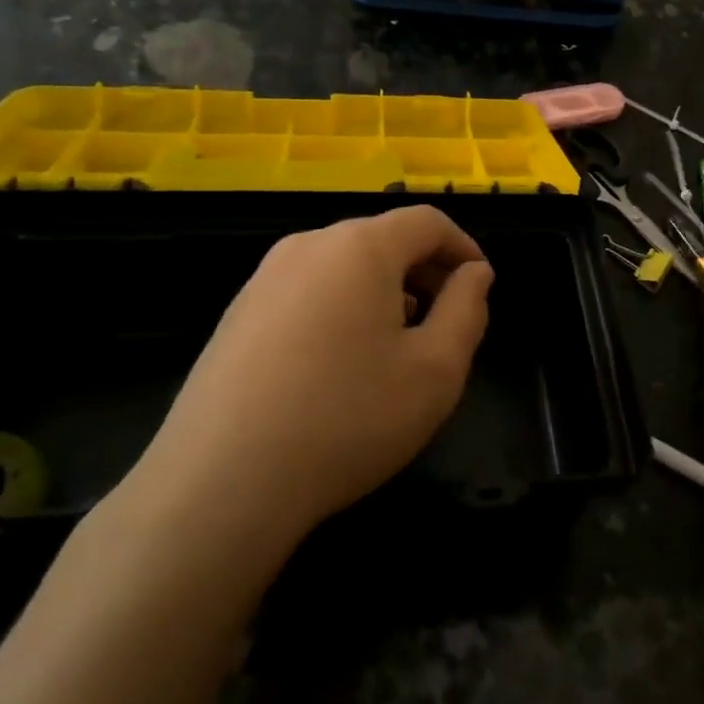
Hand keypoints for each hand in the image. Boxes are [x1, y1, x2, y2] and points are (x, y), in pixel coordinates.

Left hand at [125, 206, 493, 542]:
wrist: (221, 481)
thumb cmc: (347, 418)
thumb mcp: (435, 370)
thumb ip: (467, 310)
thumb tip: (474, 274)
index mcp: (360, 247)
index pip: (427, 222)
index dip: (464, 247)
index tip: (481, 286)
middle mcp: (309, 246)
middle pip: (383, 239)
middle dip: (425, 271)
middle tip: (448, 319)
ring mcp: (264, 278)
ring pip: (343, 266)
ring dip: (384, 291)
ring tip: (399, 343)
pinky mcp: (238, 313)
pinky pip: (308, 292)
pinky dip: (342, 308)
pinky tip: (342, 363)